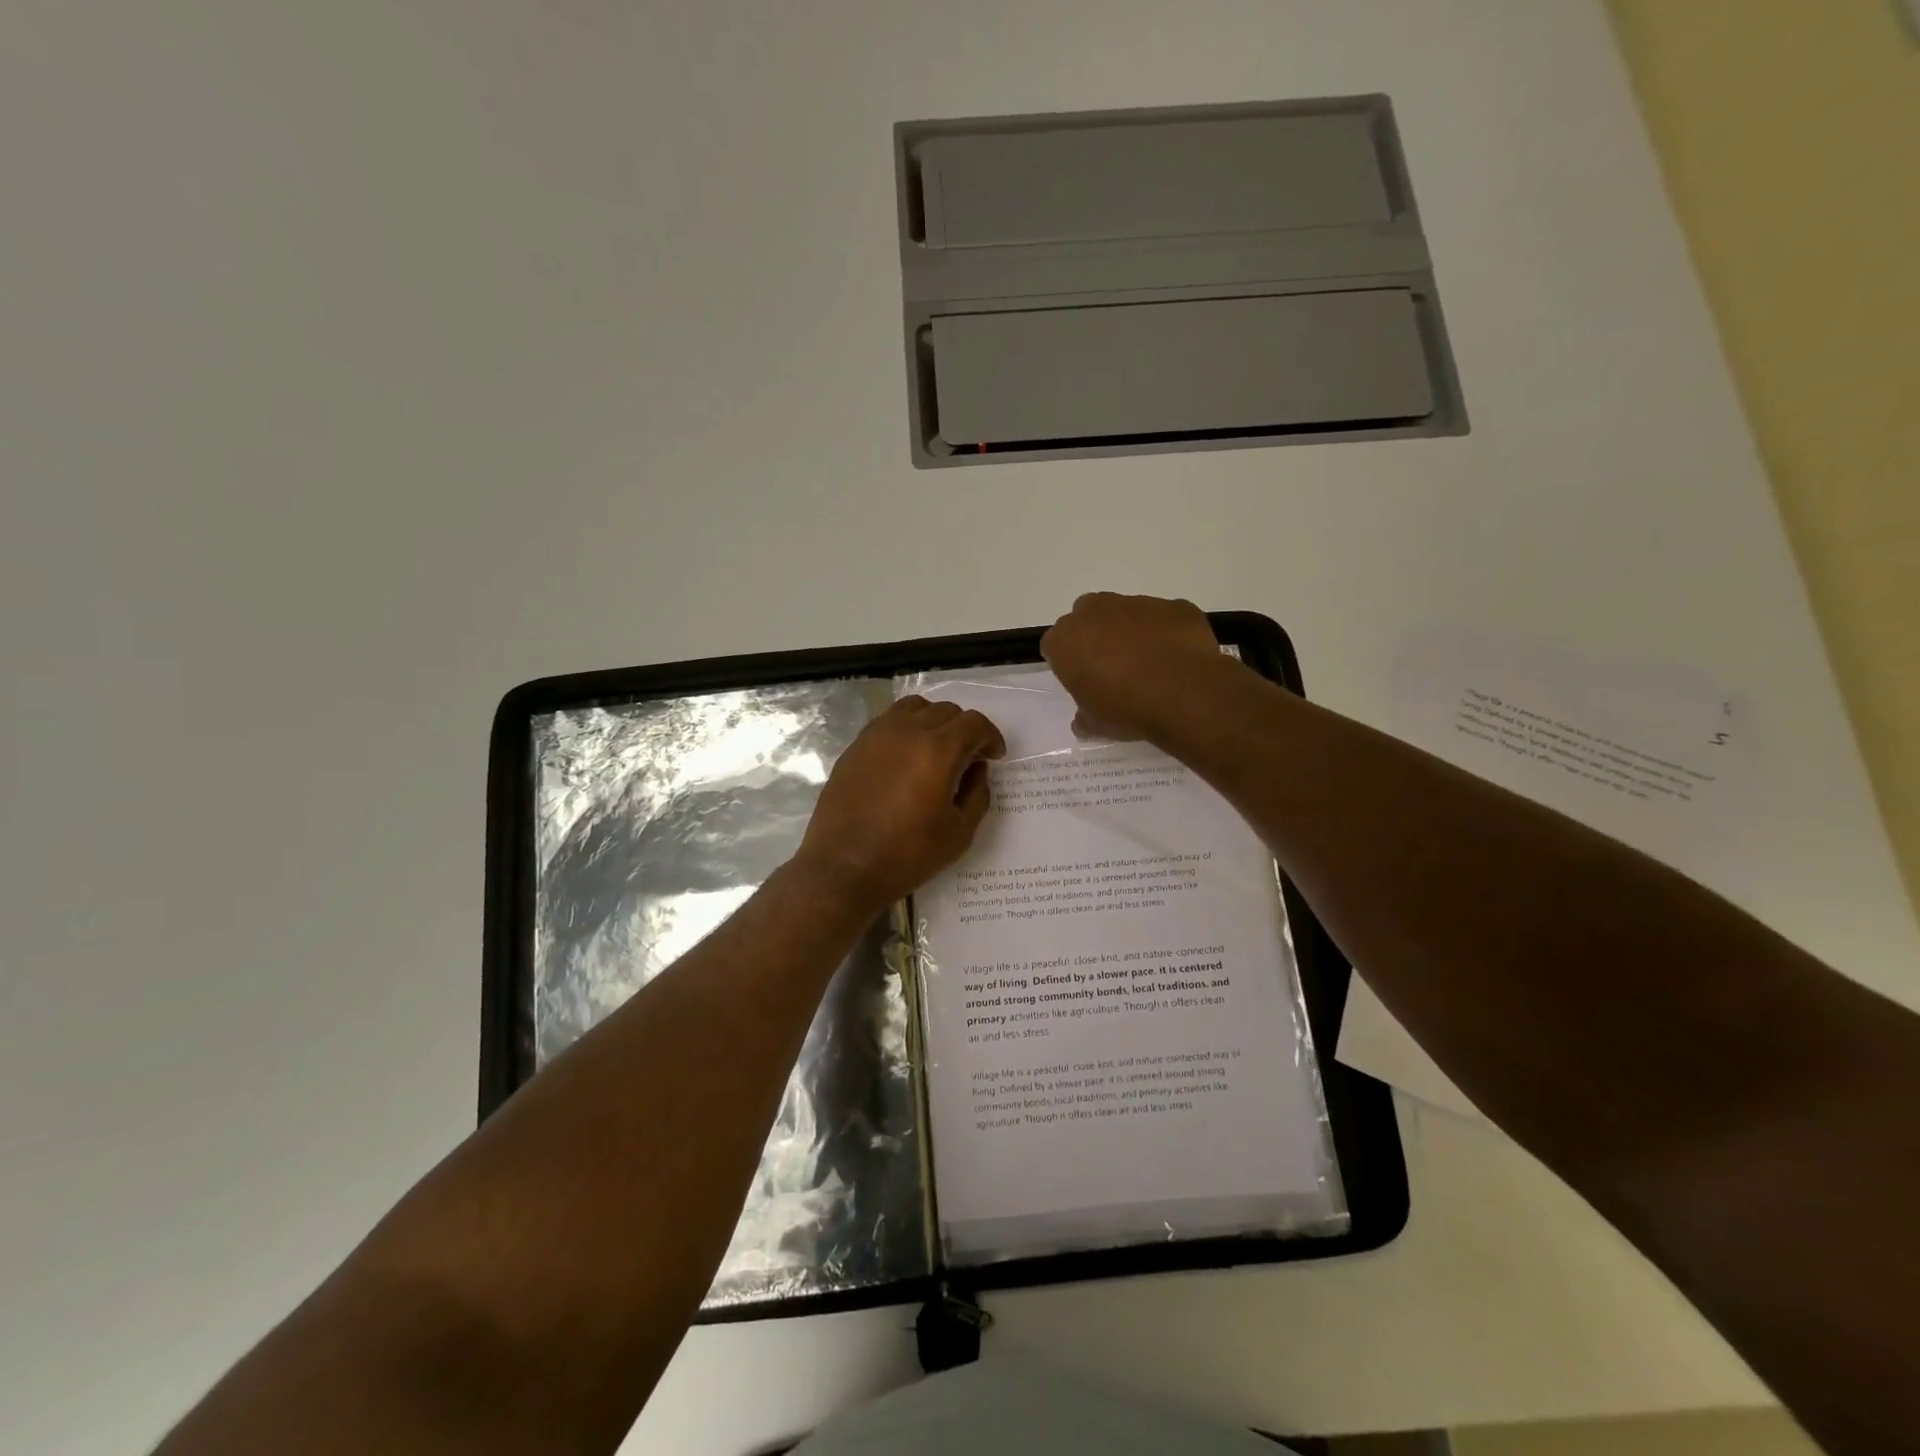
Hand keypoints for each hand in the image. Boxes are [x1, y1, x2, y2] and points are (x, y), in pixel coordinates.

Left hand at [793, 696, 1005, 911]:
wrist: (844, 867)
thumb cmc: (908, 854)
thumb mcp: (960, 832)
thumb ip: (977, 793)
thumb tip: (975, 770)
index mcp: (937, 751)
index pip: (974, 723)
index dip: (990, 737)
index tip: (994, 757)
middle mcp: (907, 732)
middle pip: (945, 711)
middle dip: (964, 730)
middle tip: (969, 757)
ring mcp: (876, 736)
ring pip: (914, 708)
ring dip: (933, 721)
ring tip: (936, 749)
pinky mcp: (855, 747)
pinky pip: (888, 722)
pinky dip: (906, 729)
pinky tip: (906, 757)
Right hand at [1040, 592, 1230, 740]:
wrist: (1185, 694)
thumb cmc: (1127, 709)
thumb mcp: (1096, 725)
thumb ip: (1083, 717)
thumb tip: (1083, 720)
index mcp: (1065, 640)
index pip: (1055, 646)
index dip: (1068, 664)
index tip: (1083, 681)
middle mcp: (1094, 611)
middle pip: (1086, 618)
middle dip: (1094, 637)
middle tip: (1111, 668)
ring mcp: (1136, 603)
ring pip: (1124, 613)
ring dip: (1130, 631)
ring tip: (1149, 663)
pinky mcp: (1172, 606)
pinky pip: (1163, 618)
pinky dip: (1165, 632)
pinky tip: (1176, 658)